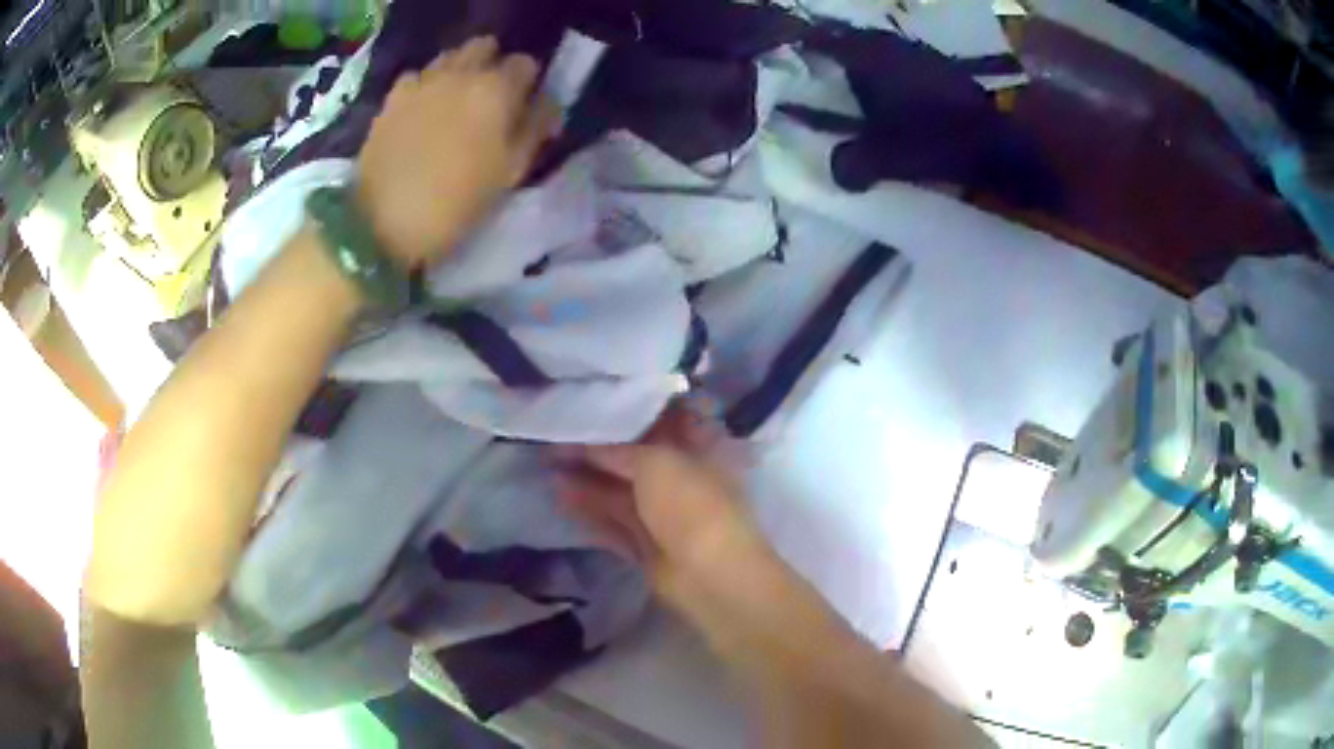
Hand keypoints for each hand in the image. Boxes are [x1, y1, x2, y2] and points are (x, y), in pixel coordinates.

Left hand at [356, 36, 557, 267]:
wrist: (382, 224)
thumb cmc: (456, 203)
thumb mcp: (510, 173)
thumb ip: (534, 130)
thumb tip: (547, 105)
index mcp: (496, 89)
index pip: (525, 64)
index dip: (527, 85)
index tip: (521, 108)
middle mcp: (459, 73)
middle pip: (484, 47)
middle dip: (491, 65)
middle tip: (489, 99)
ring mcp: (421, 82)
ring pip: (449, 57)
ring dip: (458, 72)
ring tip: (454, 105)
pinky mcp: (391, 98)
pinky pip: (416, 77)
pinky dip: (424, 88)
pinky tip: (421, 113)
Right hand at [554, 407, 771, 612]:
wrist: (709, 575)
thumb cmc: (691, 504)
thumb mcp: (655, 462)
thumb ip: (616, 450)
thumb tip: (584, 444)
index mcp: (698, 451)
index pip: (661, 423)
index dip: (627, 414)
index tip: (589, 404)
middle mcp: (681, 480)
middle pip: (634, 460)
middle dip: (597, 450)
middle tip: (555, 437)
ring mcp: (664, 516)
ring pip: (620, 493)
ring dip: (586, 480)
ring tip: (547, 464)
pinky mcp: (646, 547)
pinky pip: (613, 523)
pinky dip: (588, 511)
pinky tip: (559, 497)